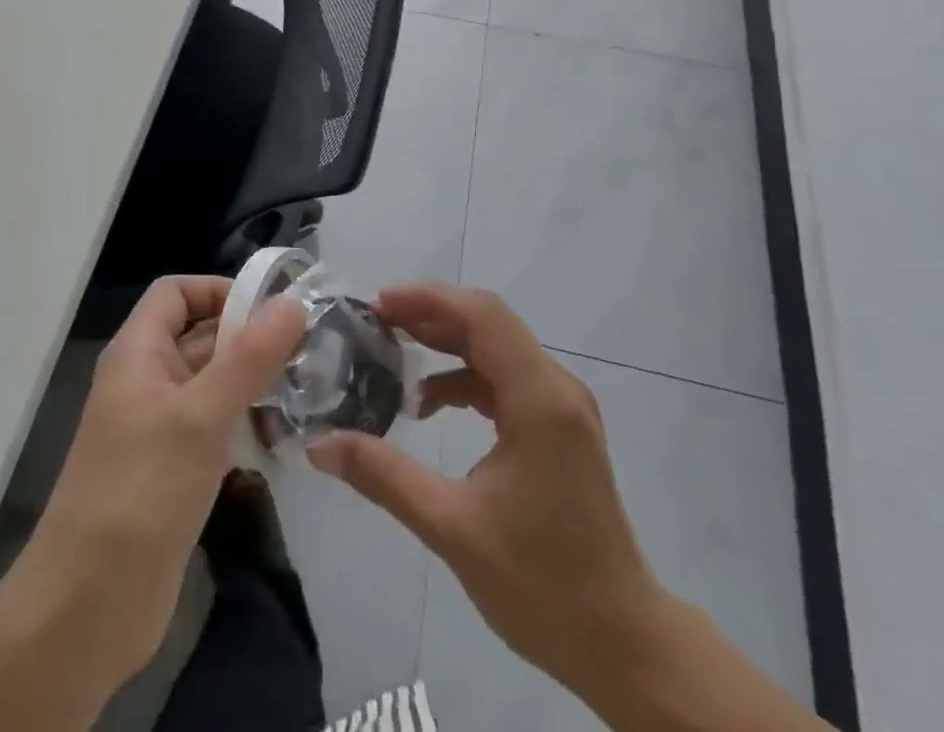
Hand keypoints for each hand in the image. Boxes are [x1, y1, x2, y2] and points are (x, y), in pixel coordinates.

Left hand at [22, 276, 305, 684]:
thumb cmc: (141, 491)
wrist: (87, 609)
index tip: (272, 308)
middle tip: (309, 349)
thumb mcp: (202, 415)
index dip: (219, 289)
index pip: (176, 293)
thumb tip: (293, 302)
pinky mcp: (172, 472)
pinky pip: (213, 429)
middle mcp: (146, 381)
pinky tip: (283, 439)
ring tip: (307, 391)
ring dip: (253, 385)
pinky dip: (244, 426)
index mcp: (138, 353)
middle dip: (249, 339)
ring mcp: (158, 429)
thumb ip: (250, 356)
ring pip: (211, 386)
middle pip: (200, 337)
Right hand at [306, 283, 662, 703]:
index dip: (428, 299)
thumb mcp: (452, 529)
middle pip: (488, 323)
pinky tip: (430, 406)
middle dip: (430, 315)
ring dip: (445, 343)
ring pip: (496, 347)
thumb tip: (318, 445)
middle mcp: (556, 387)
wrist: (624, 644)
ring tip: (393, 351)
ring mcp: (562, 406)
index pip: (481, 316)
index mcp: (540, 399)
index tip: (377, 305)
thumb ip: (384, 476)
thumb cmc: (543, 585)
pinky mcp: (559, 426)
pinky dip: (464, 377)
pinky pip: (506, 377)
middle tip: (375, 323)